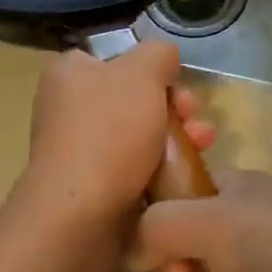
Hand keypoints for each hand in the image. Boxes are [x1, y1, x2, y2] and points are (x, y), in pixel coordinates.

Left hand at [15, 43, 213, 236]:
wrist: (79, 217)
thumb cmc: (108, 133)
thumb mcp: (142, 73)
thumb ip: (158, 54)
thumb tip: (164, 59)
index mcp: (69, 74)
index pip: (117, 59)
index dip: (154, 70)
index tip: (180, 86)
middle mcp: (67, 108)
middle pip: (134, 99)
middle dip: (175, 109)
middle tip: (196, 121)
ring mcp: (78, 151)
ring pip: (139, 136)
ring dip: (176, 140)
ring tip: (203, 149)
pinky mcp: (92, 189)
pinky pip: (134, 170)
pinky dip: (160, 172)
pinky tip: (184, 179)